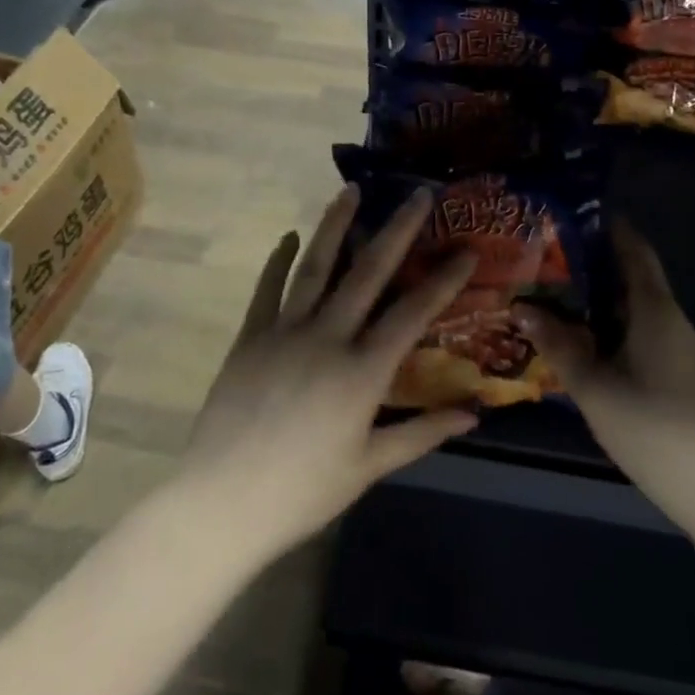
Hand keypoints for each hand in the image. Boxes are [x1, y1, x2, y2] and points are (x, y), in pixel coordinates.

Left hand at [176, 185, 477, 566]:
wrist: (222, 503)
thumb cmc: (303, 491)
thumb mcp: (370, 466)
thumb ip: (422, 434)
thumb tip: (473, 416)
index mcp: (362, 372)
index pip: (413, 314)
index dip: (444, 279)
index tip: (466, 249)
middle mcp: (327, 338)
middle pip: (368, 273)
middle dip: (397, 230)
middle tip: (417, 194)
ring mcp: (284, 332)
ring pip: (315, 267)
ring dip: (335, 226)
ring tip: (350, 191)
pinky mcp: (250, 337)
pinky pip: (268, 289)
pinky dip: (278, 260)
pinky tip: (289, 236)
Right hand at [513, 221, 694, 536]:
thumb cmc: (651, 428)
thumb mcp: (593, 386)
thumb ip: (557, 345)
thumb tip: (521, 307)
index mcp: (655, 310)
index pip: (635, 251)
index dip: (608, 229)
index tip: (572, 216)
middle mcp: (672, 319)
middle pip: (633, 277)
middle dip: (594, 264)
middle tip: (548, 258)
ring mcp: (680, 347)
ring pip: (636, 308)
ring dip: (600, 298)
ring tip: (557, 296)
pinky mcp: (680, 372)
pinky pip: (642, 331)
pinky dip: (613, 324)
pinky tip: (585, 340)